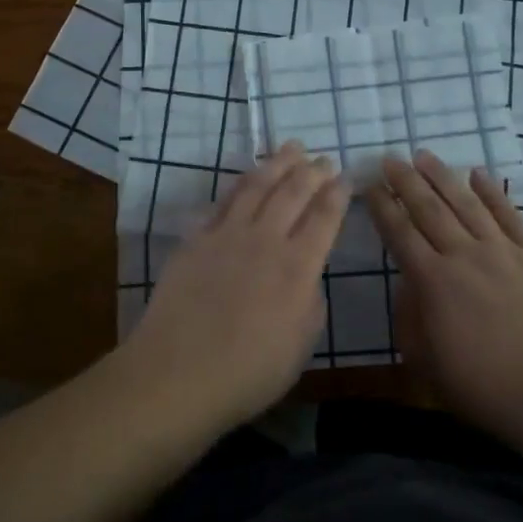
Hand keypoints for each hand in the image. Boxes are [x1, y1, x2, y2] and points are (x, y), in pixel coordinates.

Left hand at [121, 142, 347, 430]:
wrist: (178, 373)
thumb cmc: (247, 373)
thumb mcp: (300, 346)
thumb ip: (311, 303)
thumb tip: (307, 278)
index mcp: (297, 267)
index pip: (324, 218)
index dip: (337, 195)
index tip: (345, 178)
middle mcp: (265, 240)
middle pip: (293, 192)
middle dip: (312, 171)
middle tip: (323, 158)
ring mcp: (227, 235)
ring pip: (257, 186)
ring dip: (277, 164)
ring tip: (291, 148)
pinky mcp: (196, 239)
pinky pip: (221, 202)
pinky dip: (238, 186)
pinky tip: (245, 180)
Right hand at [366, 151, 522, 448]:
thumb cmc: (486, 387)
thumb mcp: (427, 362)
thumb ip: (409, 319)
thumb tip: (408, 284)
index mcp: (433, 282)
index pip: (400, 233)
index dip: (382, 206)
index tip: (370, 185)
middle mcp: (464, 256)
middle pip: (429, 209)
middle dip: (406, 181)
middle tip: (390, 159)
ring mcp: (503, 251)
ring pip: (467, 203)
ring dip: (443, 177)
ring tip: (425, 155)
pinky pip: (510, 215)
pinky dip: (493, 192)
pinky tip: (479, 174)